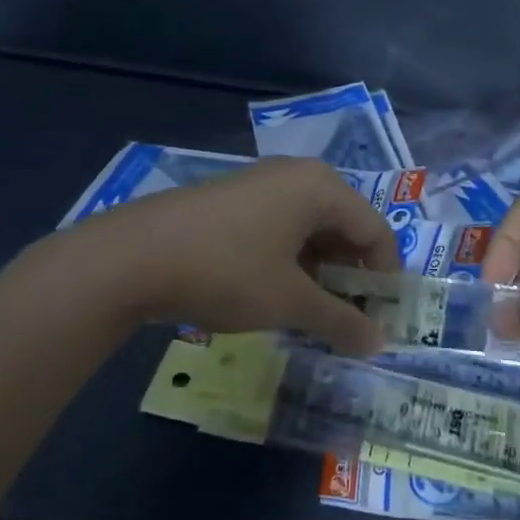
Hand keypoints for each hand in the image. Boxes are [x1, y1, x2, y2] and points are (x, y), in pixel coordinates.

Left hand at [41, 158, 401, 352]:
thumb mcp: (289, 302)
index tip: (381, 322)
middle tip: (348, 321)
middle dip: (351, 276)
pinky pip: (280, 227)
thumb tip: (380, 344)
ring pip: (310, 229)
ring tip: (313, 314)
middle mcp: (296, 175)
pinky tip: (276, 294)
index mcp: (321, 187)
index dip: (385, 278)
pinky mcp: (232, 200)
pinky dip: (290, 261)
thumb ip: (341, 321)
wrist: (133, 256)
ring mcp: (260, 184)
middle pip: (344, 226)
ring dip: (320, 272)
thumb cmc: (227, 271)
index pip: (376, 230)